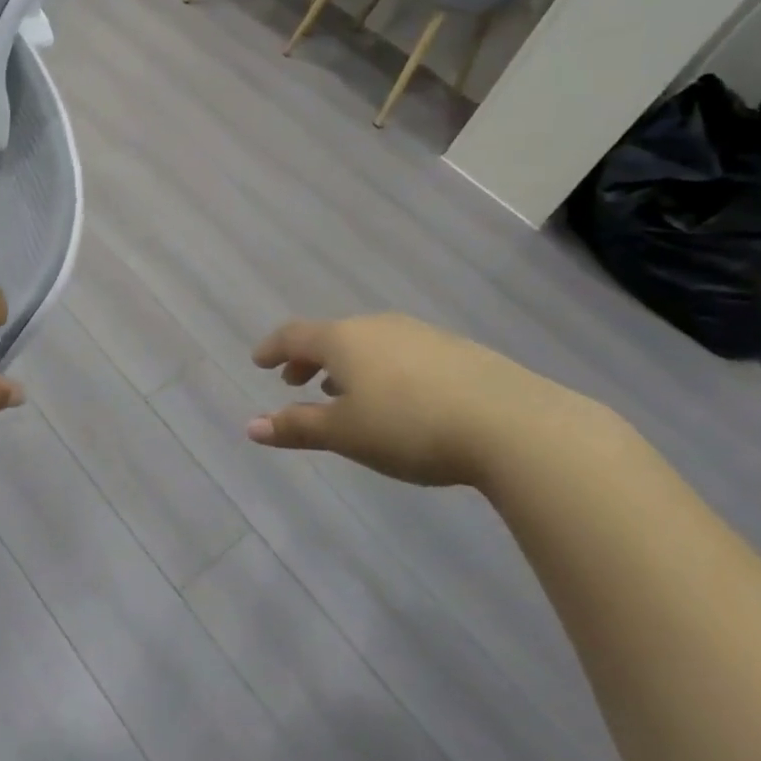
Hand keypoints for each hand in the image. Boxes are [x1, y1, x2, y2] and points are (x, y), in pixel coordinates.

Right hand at [248, 313, 603, 486]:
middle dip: (308, 359)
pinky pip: (400, 352)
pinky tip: (395, 397)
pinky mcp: (454, 349)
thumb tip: (251, 427)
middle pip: (331, 336)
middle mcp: (376, 326)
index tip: (259, 362)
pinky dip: (380, 369)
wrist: (509, 422)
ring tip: (342, 393)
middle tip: (295, 381)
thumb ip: (297, 427)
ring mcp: (418, 334)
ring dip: (346, 365)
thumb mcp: (346, 434)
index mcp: (343, 339)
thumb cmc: (409, 426)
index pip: (294, 335)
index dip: (273, 348)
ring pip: (368, 343)